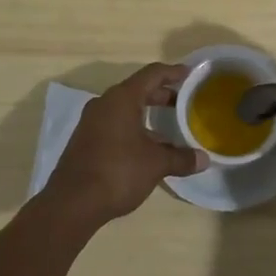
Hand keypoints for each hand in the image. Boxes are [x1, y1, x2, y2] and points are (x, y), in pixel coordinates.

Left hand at [42, 63, 207, 225]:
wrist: (71, 203)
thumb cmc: (117, 172)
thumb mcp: (155, 164)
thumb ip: (181, 158)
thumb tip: (204, 159)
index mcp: (122, 98)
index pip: (152, 74)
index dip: (173, 72)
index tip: (190, 74)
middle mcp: (105, 103)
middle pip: (138, 89)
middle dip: (162, 94)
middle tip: (184, 101)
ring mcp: (92, 121)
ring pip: (125, 108)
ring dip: (147, 113)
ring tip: (169, 125)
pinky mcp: (86, 140)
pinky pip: (115, 123)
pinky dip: (134, 126)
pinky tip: (147, 146)